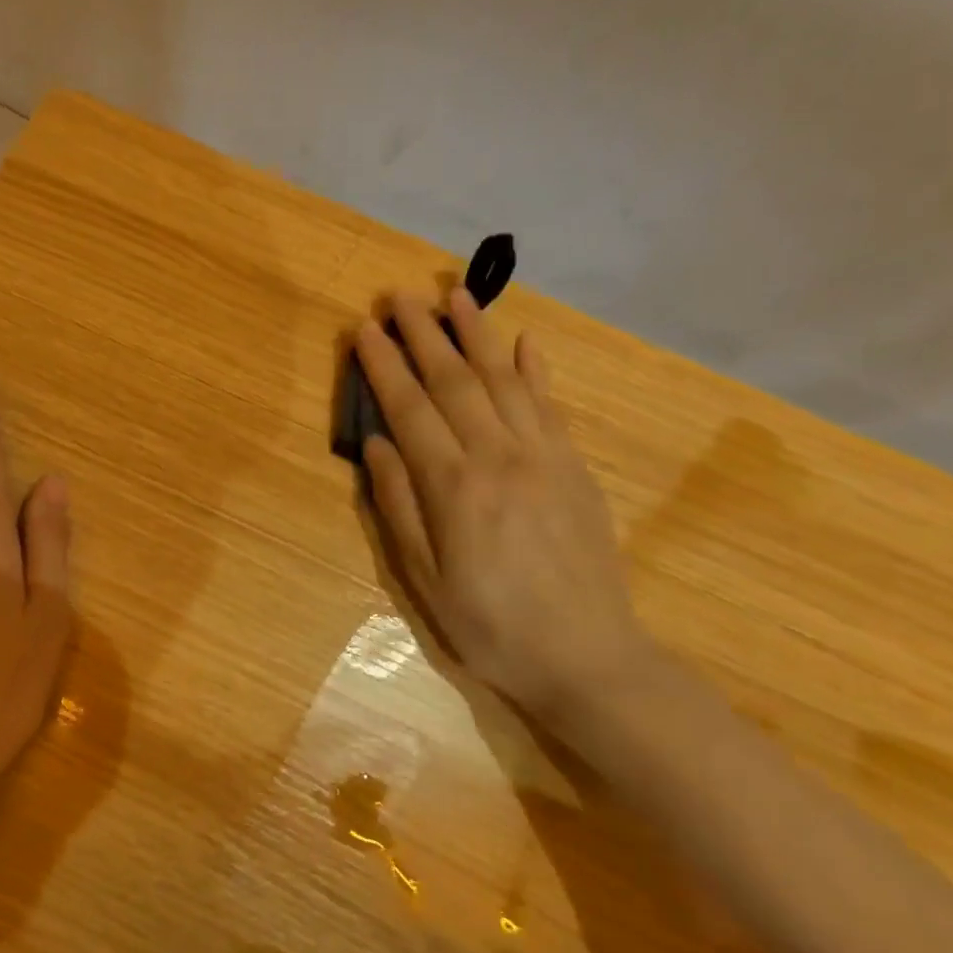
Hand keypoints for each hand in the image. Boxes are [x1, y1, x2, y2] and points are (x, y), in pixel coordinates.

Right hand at [354, 291, 657, 726]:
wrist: (588, 657)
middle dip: (423, 335)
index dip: (384, 367)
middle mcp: (499, 457)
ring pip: (504, 381)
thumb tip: (376, 445)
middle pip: (454, 382)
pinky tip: (524, 341)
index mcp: (454, 488)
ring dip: (476, 335)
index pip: (410, 409)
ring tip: (455, 296)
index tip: (364, 330)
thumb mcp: (424, 580)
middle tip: (399, 296)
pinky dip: (535, 369)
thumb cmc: (490, 626)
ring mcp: (544, 457)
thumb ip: (398, 506)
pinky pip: (551, 405)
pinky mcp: (575, 467)